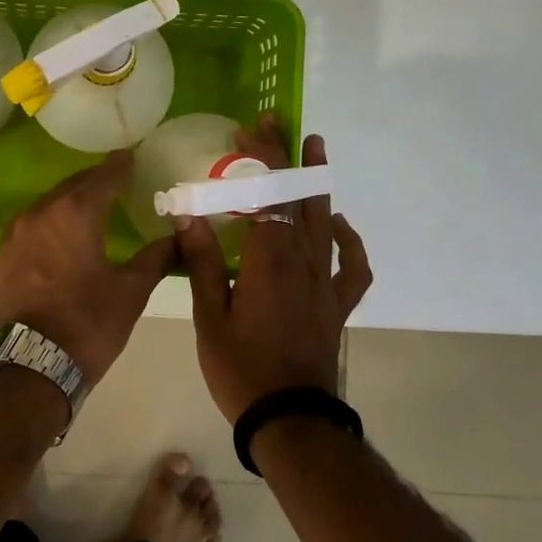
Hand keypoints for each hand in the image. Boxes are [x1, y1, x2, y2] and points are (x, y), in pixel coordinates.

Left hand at [0, 150, 177, 386]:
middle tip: (119, 180)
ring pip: (50, 204)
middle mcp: (40, 212)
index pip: (103, 176)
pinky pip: (35, 223)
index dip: (121, 166)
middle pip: (73, 186)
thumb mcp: (130, 291)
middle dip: (96, 181)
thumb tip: (181, 237)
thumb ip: (156, 258)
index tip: (133, 157)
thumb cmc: (86, 325)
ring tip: (95, 206)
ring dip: (73, 200)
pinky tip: (66, 233)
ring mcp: (16, 233)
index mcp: (74, 213)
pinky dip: (54, 220)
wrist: (28, 366)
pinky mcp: (5, 254)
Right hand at [174, 115, 371, 422]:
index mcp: (268, 261)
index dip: (259, 158)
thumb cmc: (240, 368)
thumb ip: (201, 261)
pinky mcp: (336, 304)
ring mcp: (325, 282)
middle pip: (300, 197)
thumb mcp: (208, 315)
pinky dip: (351, 241)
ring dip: (320, 182)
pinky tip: (340, 226)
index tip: (246, 131)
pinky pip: (353, 266)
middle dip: (289, 156)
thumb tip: (188, 212)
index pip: (268, 194)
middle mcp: (303, 262)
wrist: (289, 418)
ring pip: (327, 221)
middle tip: (278, 123)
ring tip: (316, 149)